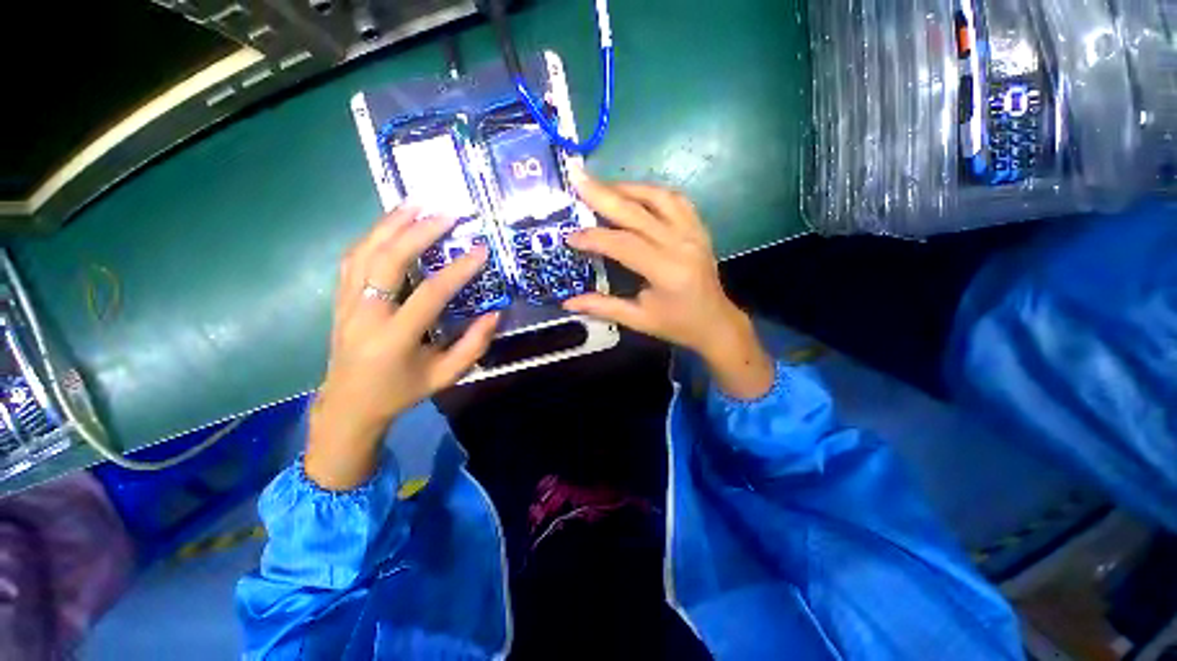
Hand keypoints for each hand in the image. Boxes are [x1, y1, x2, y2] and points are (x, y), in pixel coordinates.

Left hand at [305, 206, 499, 489]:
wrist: (349, 405)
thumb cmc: (402, 392)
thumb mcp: (445, 377)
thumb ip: (473, 346)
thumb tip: (495, 313)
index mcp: (395, 338)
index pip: (429, 294)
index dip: (458, 270)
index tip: (480, 250)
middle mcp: (366, 315)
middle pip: (388, 261)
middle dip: (418, 232)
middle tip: (446, 214)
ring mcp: (347, 304)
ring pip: (364, 252)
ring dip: (390, 224)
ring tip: (415, 204)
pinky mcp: (340, 299)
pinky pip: (353, 259)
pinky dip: (372, 237)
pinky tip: (390, 225)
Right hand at [563, 173, 774, 399]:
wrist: (716, 322)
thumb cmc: (676, 325)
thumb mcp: (638, 320)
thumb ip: (603, 307)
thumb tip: (568, 302)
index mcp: (666, 271)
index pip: (624, 244)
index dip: (594, 237)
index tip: (570, 235)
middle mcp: (681, 244)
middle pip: (638, 212)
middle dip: (603, 194)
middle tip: (577, 178)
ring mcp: (693, 232)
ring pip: (658, 197)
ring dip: (627, 188)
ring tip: (601, 186)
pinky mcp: (698, 228)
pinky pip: (675, 200)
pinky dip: (651, 192)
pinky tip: (634, 193)